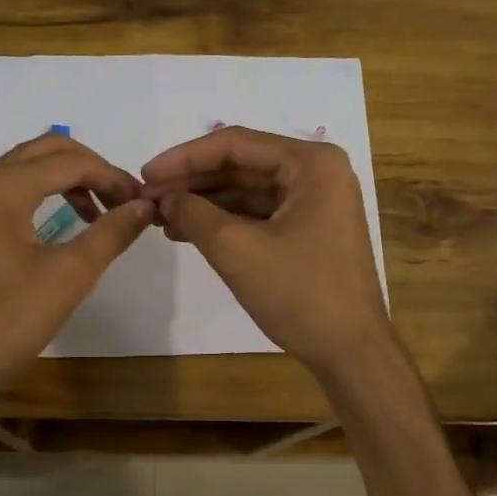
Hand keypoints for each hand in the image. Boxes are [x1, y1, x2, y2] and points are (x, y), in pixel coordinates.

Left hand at [0, 132, 153, 391]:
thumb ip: (111, 233)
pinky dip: (44, 193)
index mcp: (4, 184)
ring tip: (101, 214)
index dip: (114, 178)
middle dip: (93, 171)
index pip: (73, 162)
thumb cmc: (7, 318)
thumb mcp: (69, 276)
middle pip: (49, 151)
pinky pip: (12, 186)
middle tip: (125, 202)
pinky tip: (66, 222)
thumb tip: (145, 205)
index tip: (143, 203)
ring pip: (29, 165)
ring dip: (69, 180)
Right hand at [140, 126, 392, 374]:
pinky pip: (260, 214)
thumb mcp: (237, 250)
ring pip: (249, 191)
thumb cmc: (300, 294)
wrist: (351, 351)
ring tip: (160, 217)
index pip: (236, 144)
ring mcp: (317, 203)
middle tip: (148, 197)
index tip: (145, 174)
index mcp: (312, 164)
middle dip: (193, 181)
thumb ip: (194, 214)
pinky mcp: (310, 231)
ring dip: (205, 202)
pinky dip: (225, 221)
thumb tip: (163, 197)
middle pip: (242, 165)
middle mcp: (319, 174)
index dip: (184, 157)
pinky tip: (188, 231)